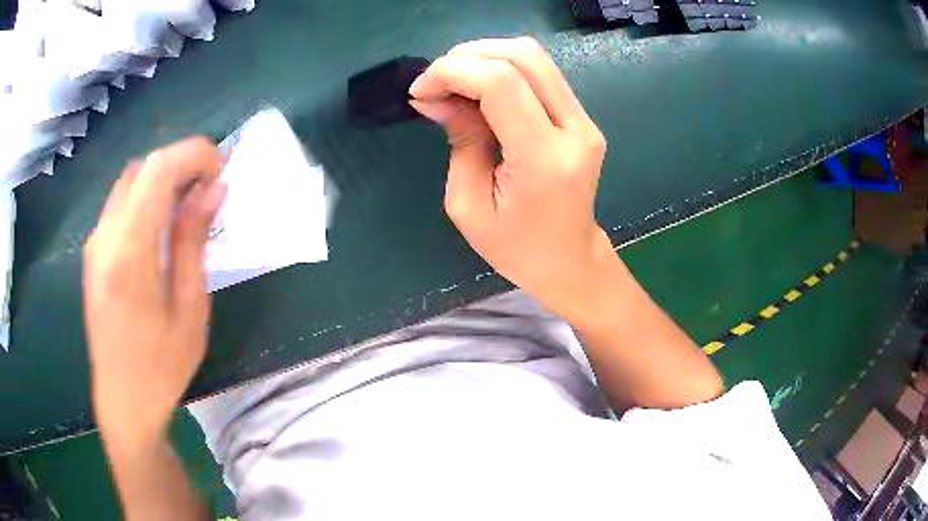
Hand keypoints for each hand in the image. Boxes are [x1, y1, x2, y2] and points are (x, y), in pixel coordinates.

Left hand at [83, 137, 225, 450]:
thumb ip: (193, 241)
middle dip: (180, 163)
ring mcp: (94, 243)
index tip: (220, 170)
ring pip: (129, 181)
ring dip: (162, 179)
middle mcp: (104, 236)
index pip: (158, 170)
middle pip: (143, 167)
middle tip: (209, 188)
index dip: (193, 154)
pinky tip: (161, 224)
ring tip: (189, 204)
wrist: (122, 401)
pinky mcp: (93, 252)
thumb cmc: (162, 366)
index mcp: (129, 252)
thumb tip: (213, 189)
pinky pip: (120, 203)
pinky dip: (145, 197)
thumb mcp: (189, 308)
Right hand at [409, 38, 613, 320]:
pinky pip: (541, 74)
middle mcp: (575, 129)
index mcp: (544, 159)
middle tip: (435, 82)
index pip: (501, 84)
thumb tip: (436, 95)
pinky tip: (479, 90)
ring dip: (485, 57)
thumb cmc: (516, 248)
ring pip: (534, 57)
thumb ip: (459, 140)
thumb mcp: (468, 205)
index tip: (420, 91)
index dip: (452, 72)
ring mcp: (585, 120)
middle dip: (467, 56)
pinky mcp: (582, 117)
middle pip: (524, 56)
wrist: (569, 261)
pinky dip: (502, 69)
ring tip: (453, 83)